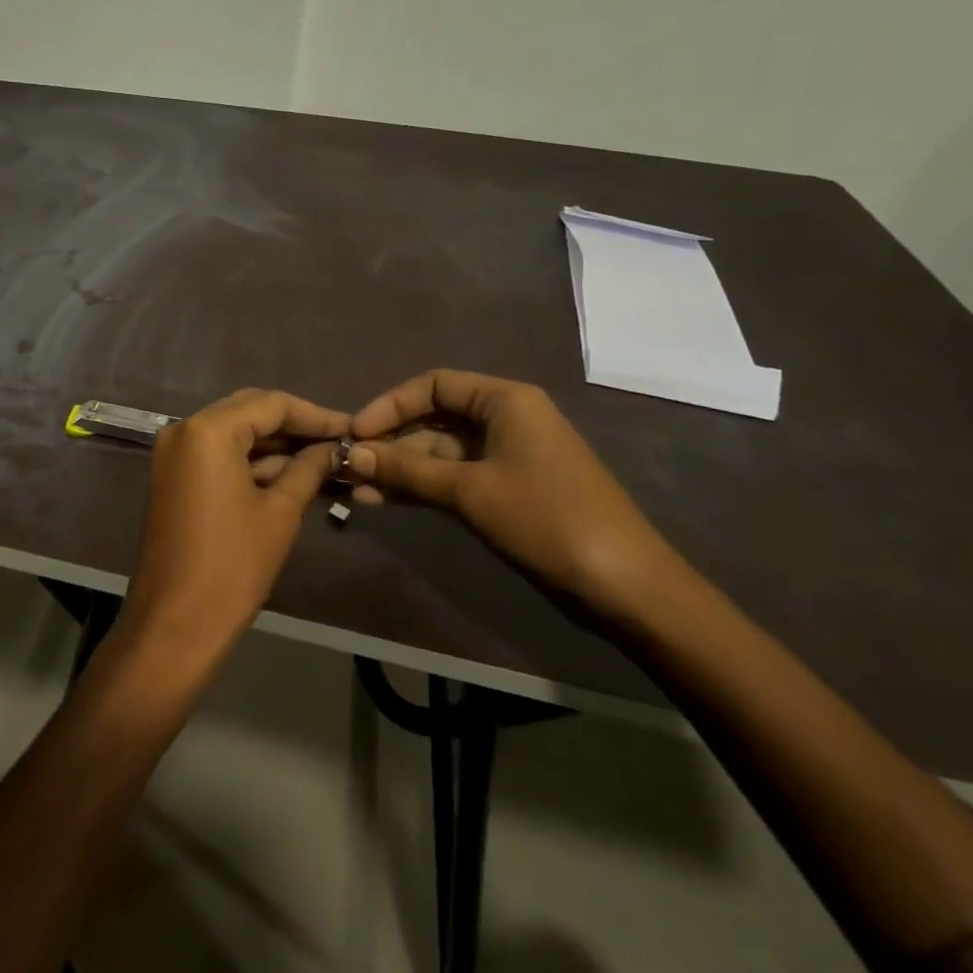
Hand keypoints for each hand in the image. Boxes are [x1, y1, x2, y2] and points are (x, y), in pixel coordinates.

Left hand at [118, 389, 347, 670]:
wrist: (175, 624)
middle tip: (337, 441)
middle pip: (249, 411)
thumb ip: (308, 469)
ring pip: (233, 433)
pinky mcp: (173, 476)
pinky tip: (290, 472)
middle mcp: (184, 429)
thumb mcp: (280, 512)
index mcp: (208, 430)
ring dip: (274, 444)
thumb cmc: (232, 566)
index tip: (351, 428)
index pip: (270, 404)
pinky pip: (218, 454)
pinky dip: (251, 461)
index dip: (314, 415)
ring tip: (323, 458)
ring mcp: (174, 453)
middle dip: (294, 425)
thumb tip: (333, 448)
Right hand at [348, 369, 676, 620]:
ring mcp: (505, 458)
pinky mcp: (505, 492)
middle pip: (433, 419)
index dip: (390, 405)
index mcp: (505, 400)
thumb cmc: (547, 519)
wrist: (624, 587)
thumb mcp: (469, 491)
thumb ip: (407, 470)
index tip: (356, 432)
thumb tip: (352, 455)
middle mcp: (504, 420)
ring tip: (355, 490)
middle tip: (348, 465)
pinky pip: (452, 480)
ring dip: (399, 470)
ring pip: (439, 454)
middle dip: (390, 443)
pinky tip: (383, 502)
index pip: (433, 385)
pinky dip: (420, 489)